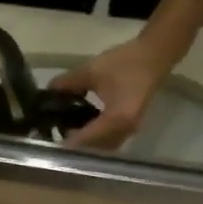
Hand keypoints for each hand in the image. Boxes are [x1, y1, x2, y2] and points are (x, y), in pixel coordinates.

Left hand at [51, 35, 180, 150]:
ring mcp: (130, 130)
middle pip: (94, 148)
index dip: (65, 141)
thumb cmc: (125, 62)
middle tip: (54, 136)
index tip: (48, 139)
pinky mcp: (131, 125)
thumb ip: (66, 83)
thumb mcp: (90, 70)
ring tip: (66, 132)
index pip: (85, 140)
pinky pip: (110, 140)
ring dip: (86, 143)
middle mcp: (124, 131)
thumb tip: (48, 92)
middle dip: (74, 145)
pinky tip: (82, 127)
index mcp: (115, 119)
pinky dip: (95, 138)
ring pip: (103, 147)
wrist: (155, 55)